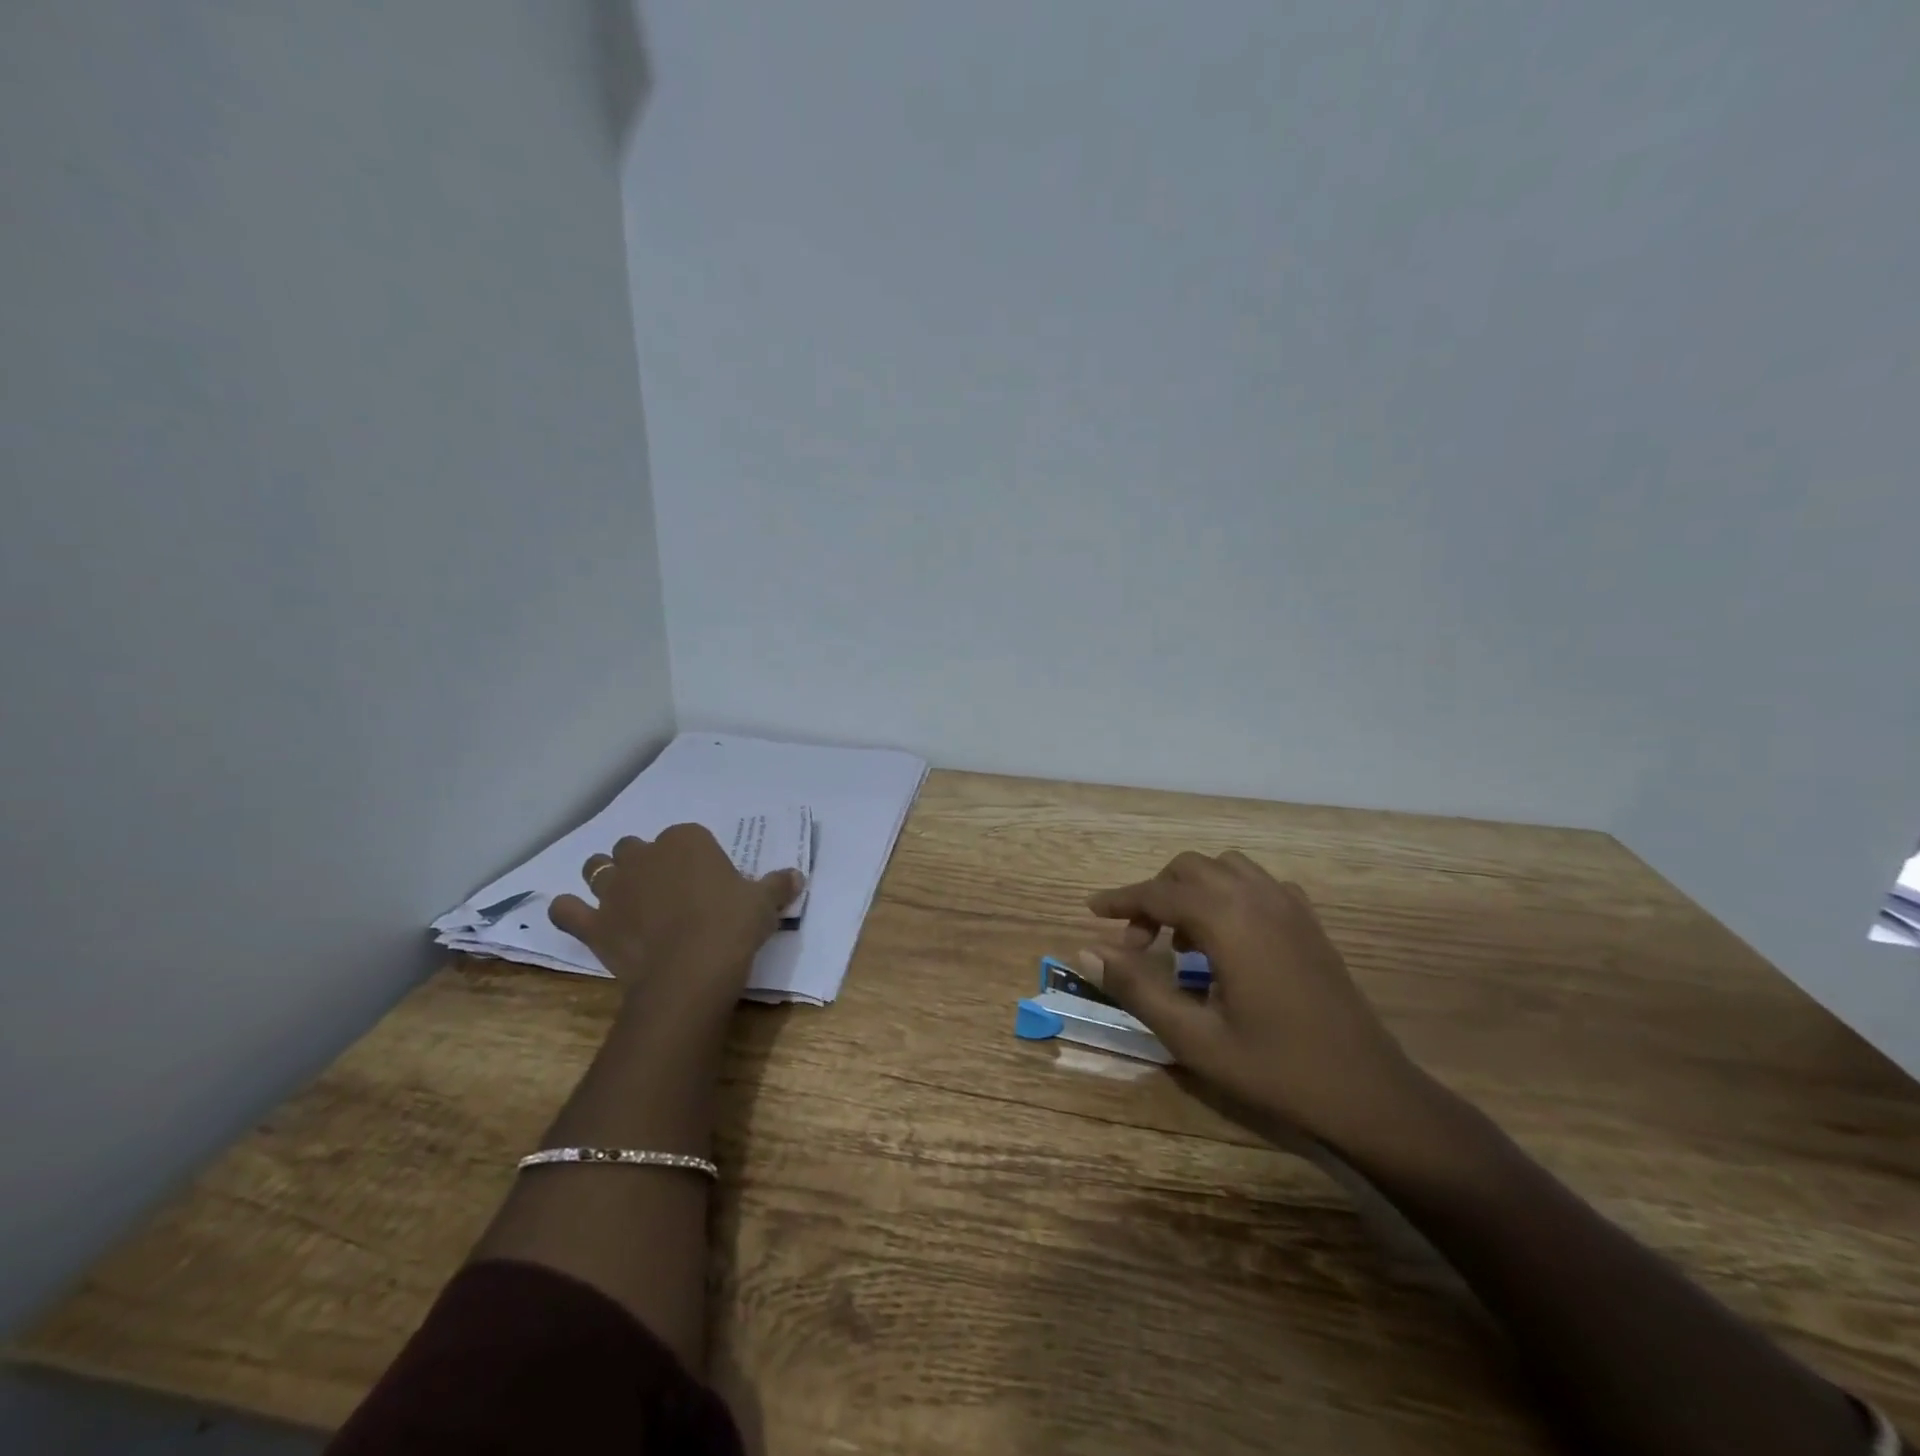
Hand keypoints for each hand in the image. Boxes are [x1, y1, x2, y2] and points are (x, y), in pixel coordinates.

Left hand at [549, 824, 801, 1020]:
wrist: (691, 972)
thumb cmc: (732, 926)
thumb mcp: (764, 903)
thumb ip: (777, 885)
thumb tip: (796, 876)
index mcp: (686, 841)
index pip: (686, 836)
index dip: (694, 857)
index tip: (706, 879)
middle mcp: (644, 856)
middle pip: (636, 847)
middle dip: (646, 862)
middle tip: (666, 890)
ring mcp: (614, 888)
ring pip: (598, 868)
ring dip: (606, 877)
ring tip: (623, 897)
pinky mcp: (593, 923)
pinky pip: (565, 909)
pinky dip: (568, 910)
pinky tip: (578, 916)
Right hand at [1082, 851, 1426, 1151]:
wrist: (1369, 1093)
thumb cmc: (1276, 1069)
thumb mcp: (1194, 1038)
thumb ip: (1137, 989)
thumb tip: (1086, 952)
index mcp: (1228, 919)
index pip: (1158, 892)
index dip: (1121, 900)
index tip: (1092, 910)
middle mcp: (1257, 897)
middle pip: (1189, 869)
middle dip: (1155, 896)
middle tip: (1139, 945)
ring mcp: (1289, 905)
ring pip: (1224, 868)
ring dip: (1192, 891)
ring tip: (1182, 940)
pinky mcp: (1309, 922)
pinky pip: (1257, 884)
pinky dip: (1228, 895)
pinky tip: (1228, 938)